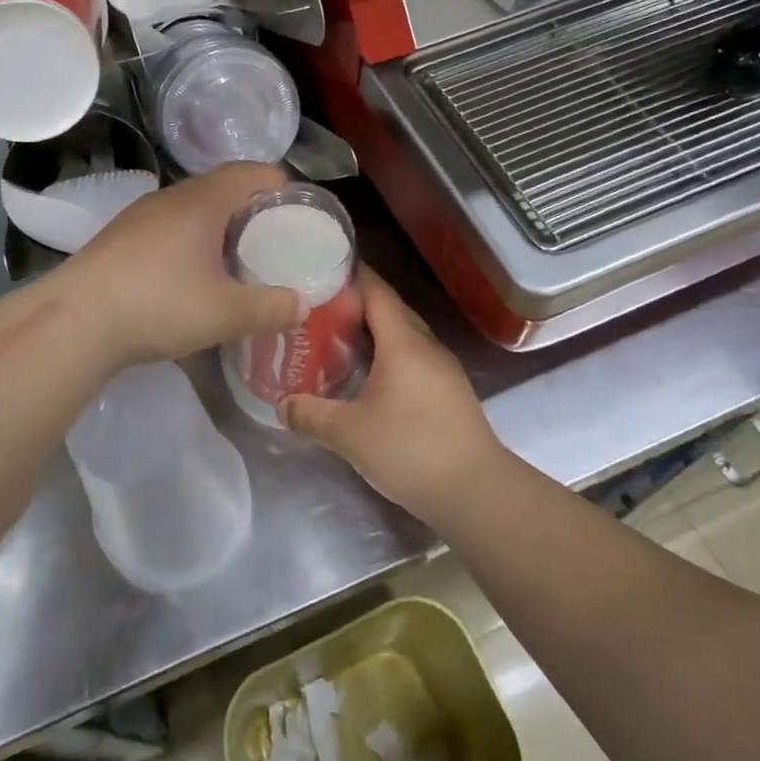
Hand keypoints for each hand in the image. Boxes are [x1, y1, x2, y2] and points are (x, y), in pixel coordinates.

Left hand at [57, 162, 300, 371]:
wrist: (75, 320)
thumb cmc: (159, 304)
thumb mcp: (226, 313)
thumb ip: (270, 308)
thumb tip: (302, 305)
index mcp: (203, 200)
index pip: (252, 171)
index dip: (279, 186)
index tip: (296, 215)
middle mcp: (170, 196)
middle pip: (221, 187)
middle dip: (250, 210)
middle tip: (270, 243)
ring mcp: (139, 215)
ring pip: (190, 208)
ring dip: (216, 227)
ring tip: (232, 261)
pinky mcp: (118, 237)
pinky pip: (166, 227)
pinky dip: (187, 241)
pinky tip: (187, 277)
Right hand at [281, 269, 502, 520]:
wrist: (477, 492)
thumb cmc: (411, 449)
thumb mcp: (349, 434)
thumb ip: (311, 415)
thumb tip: (281, 405)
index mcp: (402, 342)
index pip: (377, 291)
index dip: (352, 275)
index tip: (322, 268)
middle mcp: (426, 345)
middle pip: (390, 310)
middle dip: (357, 303)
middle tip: (319, 306)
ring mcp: (443, 368)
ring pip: (404, 335)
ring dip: (374, 331)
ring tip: (338, 337)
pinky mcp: (450, 391)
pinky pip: (414, 357)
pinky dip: (389, 353)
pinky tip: (370, 374)